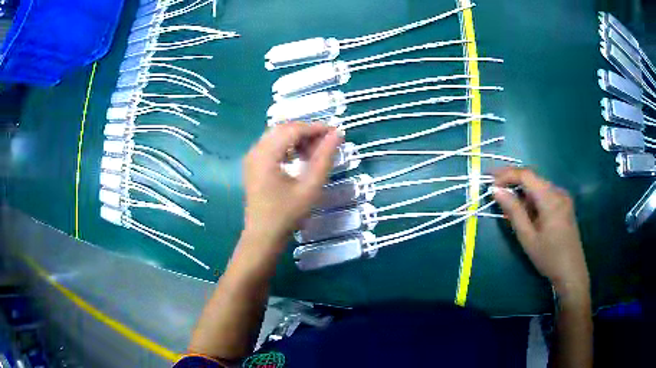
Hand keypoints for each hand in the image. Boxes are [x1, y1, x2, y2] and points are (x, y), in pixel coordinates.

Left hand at [242, 122, 341, 251]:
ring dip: (297, 138)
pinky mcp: (253, 164)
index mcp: (266, 155)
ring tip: (315, 153)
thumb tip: (337, 135)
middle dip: (307, 132)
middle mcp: (255, 151)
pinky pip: (271, 145)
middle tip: (326, 144)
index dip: (316, 128)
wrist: (263, 236)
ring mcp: (252, 157)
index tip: (336, 133)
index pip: (293, 130)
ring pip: (277, 135)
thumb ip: (324, 159)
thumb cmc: (287, 215)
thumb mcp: (310, 188)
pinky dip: (288, 146)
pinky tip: (299, 158)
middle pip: (283, 129)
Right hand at [492, 167, 589, 298]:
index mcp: (550, 198)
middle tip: (495, 192)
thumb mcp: (527, 237)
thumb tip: (496, 190)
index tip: (490, 181)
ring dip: (522, 192)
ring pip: (538, 186)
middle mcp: (558, 191)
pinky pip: (545, 194)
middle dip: (513, 182)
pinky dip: (532, 199)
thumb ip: (513, 211)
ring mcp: (563, 197)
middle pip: (532, 178)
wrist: (571, 272)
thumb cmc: (548, 257)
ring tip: (510, 208)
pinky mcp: (564, 204)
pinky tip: (527, 214)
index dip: (506, 174)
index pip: (526, 175)